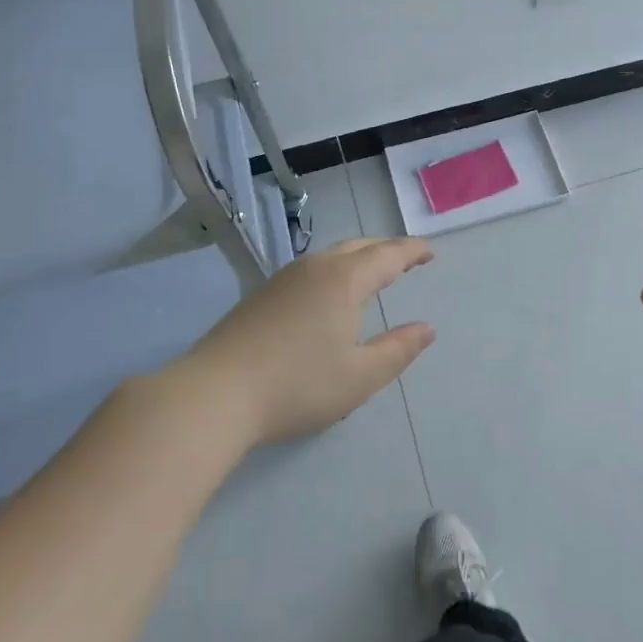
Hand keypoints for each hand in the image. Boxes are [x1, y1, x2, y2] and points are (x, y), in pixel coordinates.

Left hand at [170, 237, 435, 447]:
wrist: (214, 394)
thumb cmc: (297, 386)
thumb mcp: (360, 376)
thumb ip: (398, 350)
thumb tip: (426, 329)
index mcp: (345, 280)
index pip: (388, 255)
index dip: (412, 251)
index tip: (429, 252)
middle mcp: (315, 268)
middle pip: (358, 247)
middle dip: (386, 249)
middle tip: (406, 259)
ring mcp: (283, 279)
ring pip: (330, 255)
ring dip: (358, 257)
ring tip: (372, 272)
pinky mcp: (261, 295)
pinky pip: (310, 268)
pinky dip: (334, 269)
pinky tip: (328, 292)